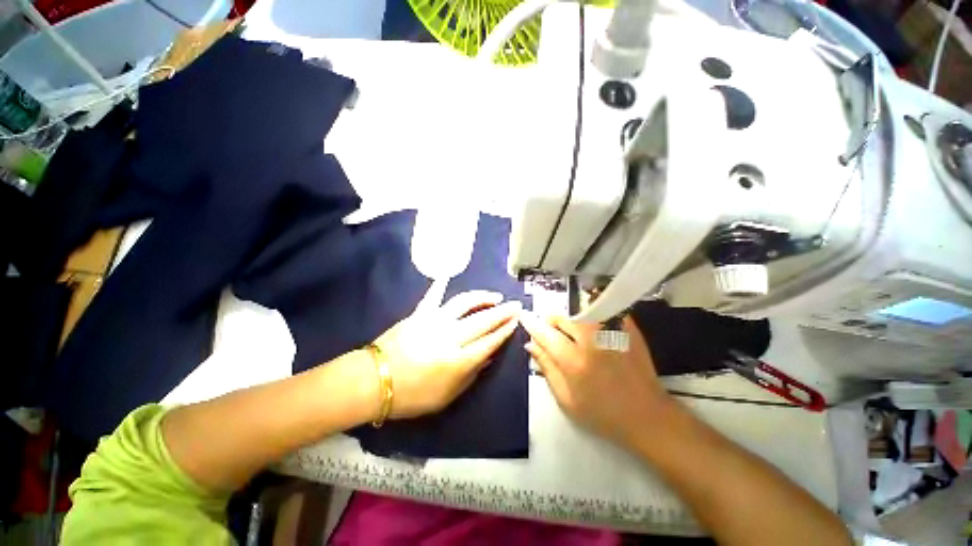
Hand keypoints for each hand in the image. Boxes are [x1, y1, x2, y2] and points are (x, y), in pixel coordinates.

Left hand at [372, 289, 520, 418]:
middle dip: (503, 312)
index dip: (505, 330)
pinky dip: (440, 286)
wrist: (374, 381)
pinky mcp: (419, 314)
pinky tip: (447, 276)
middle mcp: (450, 337)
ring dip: (482, 297)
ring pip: (464, 303)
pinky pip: (433, 297)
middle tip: (516, 304)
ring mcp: (434, 321)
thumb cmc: (412, 395)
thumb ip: (471, 375)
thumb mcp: (447, 396)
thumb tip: (488, 356)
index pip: (489, 342)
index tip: (516, 321)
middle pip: (483, 320)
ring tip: (495, 296)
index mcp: (458, 361)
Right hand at [519, 313, 670, 445]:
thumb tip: (530, 344)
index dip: (532, 324)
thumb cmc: (603, 414)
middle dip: (551, 321)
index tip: (524, 316)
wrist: (647, 416)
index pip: (545, 334)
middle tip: (552, 333)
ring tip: (571, 331)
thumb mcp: (567, 399)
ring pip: (580, 311)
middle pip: (562, 318)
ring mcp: (611, 332)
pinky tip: (592, 328)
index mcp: (574, 361)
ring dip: (570, 318)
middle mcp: (591, 341)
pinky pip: (603, 311)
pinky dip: (592, 314)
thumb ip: (546, 368)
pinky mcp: (627, 329)